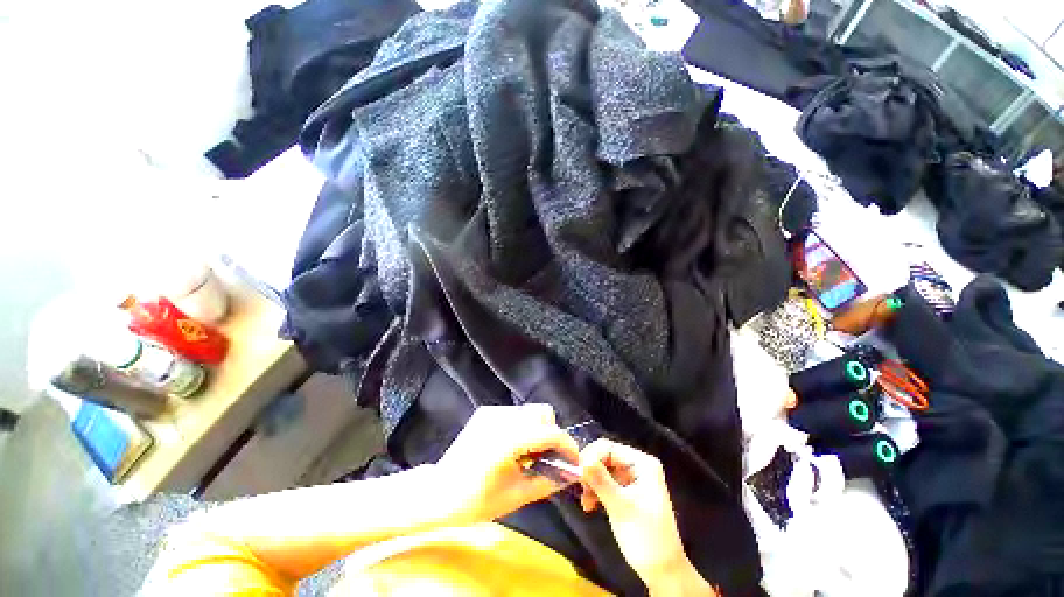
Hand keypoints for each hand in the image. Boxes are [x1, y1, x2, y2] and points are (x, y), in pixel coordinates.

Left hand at [436, 404, 579, 523]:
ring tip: (529, 454)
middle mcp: (503, 418)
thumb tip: (571, 474)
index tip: (574, 460)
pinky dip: (523, 428)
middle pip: (542, 413)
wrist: (439, 492)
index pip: (550, 433)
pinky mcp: (486, 413)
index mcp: (510, 440)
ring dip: (538, 430)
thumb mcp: (516, 496)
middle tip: (548, 457)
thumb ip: (547, 481)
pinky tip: (512, 448)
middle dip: (552, 433)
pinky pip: (515, 414)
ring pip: (530, 412)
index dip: (567, 445)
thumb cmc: (476, 501)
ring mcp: (493, 412)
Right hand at [579, 439, 714, 595]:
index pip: (609, 447)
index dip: (591, 457)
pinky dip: (596, 492)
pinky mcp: (627, 492)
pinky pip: (606, 483)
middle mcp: (638, 466)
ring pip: (603, 470)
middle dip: (591, 473)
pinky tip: (590, 506)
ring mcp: (633, 479)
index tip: (578, 475)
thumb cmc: (645, 536)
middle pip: (605, 457)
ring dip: (591, 484)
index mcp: (642, 463)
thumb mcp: (620, 506)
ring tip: (586, 503)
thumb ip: (601, 480)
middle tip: (582, 490)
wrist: (662, 571)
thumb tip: (582, 459)